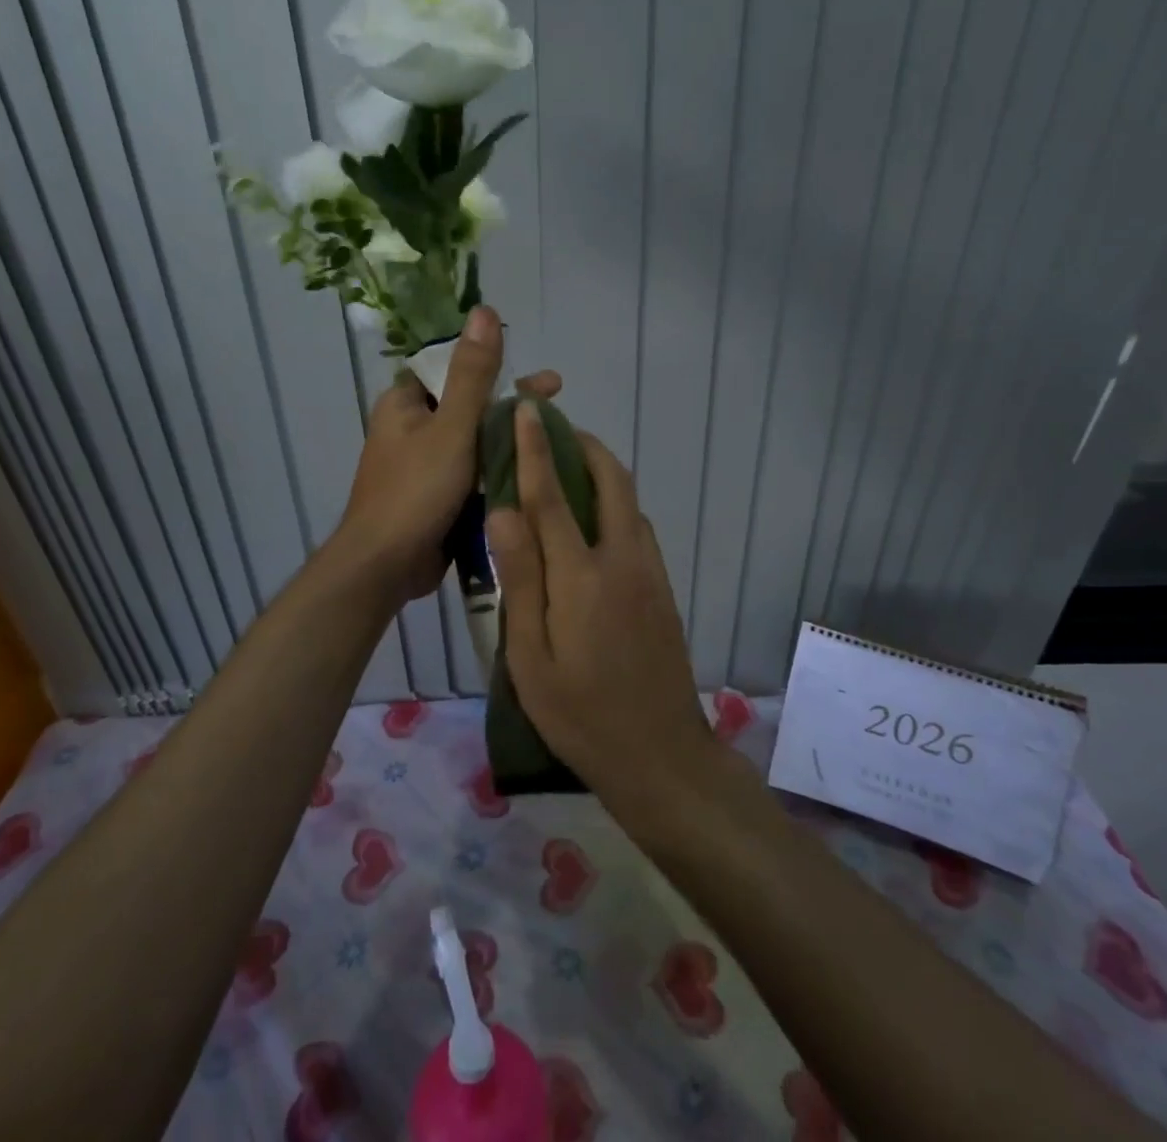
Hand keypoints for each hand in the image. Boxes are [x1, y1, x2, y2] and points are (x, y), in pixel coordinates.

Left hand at [334, 305, 559, 603]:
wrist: (385, 566)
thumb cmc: (415, 491)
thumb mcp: (452, 428)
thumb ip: (473, 374)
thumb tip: (484, 310)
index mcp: (405, 403)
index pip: (454, 370)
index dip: (497, 368)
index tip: (542, 379)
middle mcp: (411, 428)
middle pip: (470, 406)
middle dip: (511, 407)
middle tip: (557, 408)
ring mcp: (423, 464)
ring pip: (474, 442)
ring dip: (507, 440)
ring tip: (554, 443)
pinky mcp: (435, 495)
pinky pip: (471, 473)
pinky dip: (497, 470)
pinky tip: (532, 474)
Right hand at [485, 404, 714, 797]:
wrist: (661, 756)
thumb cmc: (581, 714)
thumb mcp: (531, 657)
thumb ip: (520, 580)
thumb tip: (503, 512)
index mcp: (582, 576)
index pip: (552, 496)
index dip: (535, 448)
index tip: (525, 409)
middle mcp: (623, 559)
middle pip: (610, 480)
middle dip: (582, 445)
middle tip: (552, 429)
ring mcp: (650, 571)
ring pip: (629, 500)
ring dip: (601, 471)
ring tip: (567, 466)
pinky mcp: (663, 587)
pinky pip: (638, 526)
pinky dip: (615, 502)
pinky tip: (593, 519)